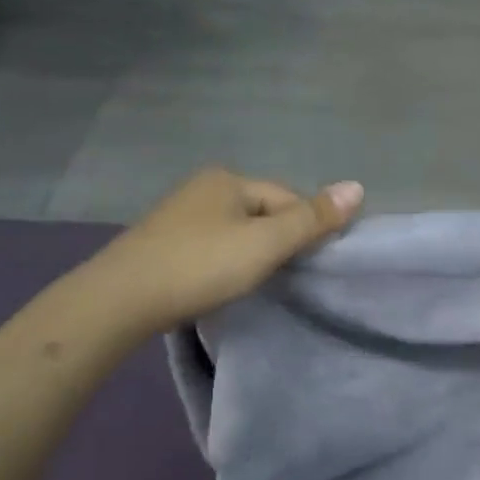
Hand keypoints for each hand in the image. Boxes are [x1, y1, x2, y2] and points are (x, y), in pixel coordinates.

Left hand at [89, 168, 363, 334]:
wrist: (120, 300)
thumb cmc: (201, 265)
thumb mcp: (265, 244)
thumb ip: (312, 219)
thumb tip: (358, 187)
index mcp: (229, 179)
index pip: (288, 198)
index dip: (304, 229)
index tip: (307, 265)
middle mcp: (203, 187)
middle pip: (262, 212)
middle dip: (277, 241)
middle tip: (281, 277)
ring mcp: (179, 214)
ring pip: (237, 230)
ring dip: (252, 253)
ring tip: (252, 283)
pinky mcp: (163, 242)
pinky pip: (212, 245)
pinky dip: (225, 261)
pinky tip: (220, 282)